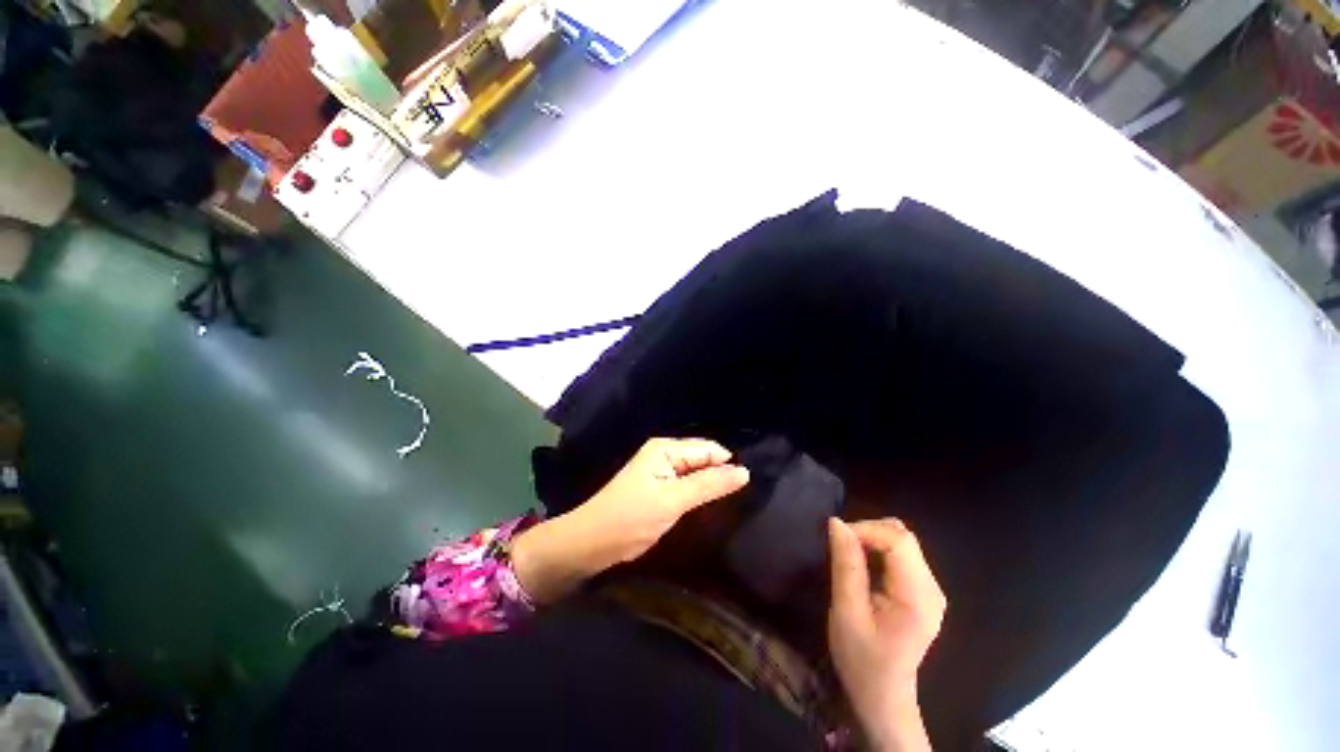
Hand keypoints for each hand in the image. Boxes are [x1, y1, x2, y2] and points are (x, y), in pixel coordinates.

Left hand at [513, 438, 749, 602]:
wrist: (592, 543)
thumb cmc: (631, 518)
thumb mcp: (673, 500)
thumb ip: (709, 484)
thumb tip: (745, 471)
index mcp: (666, 448)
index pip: (709, 449)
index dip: (728, 465)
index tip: (748, 487)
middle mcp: (665, 454)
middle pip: (703, 459)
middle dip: (720, 475)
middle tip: (743, 498)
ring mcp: (661, 472)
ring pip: (697, 474)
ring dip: (711, 487)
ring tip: (733, 504)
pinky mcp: (659, 489)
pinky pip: (687, 486)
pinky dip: (699, 495)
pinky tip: (711, 508)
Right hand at [827, 518, 945, 751]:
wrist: (883, 696)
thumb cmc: (861, 659)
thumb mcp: (846, 612)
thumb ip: (846, 565)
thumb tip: (837, 523)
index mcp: (918, 597)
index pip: (899, 540)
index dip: (866, 529)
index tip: (837, 539)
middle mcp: (932, 588)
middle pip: (903, 537)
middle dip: (868, 531)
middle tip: (840, 547)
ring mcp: (930, 590)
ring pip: (902, 541)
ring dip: (872, 539)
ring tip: (849, 557)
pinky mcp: (923, 591)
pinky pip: (901, 555)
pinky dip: (878, 549)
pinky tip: (863, 566)